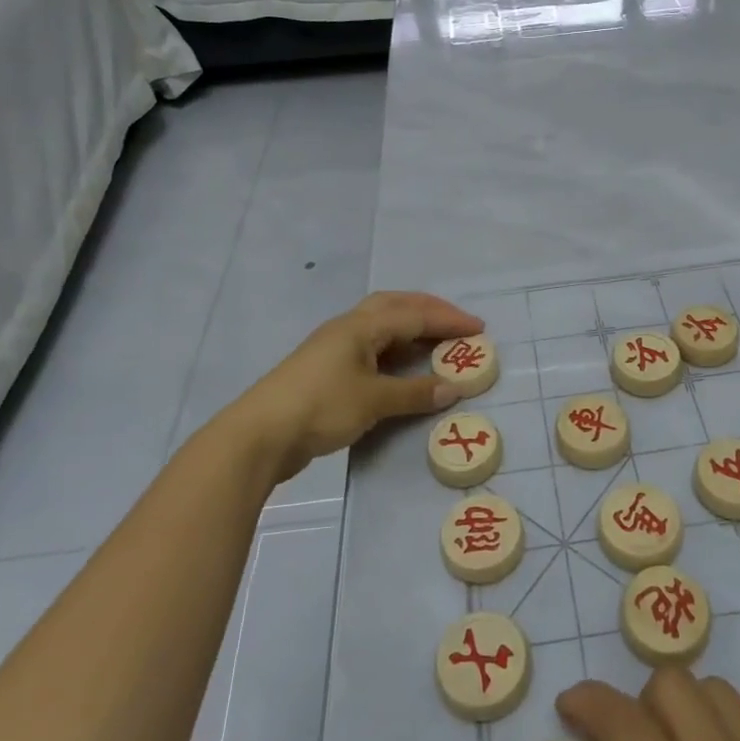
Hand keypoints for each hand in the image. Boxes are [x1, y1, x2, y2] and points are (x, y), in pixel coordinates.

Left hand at [233, 291, 482, 481]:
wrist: (260, 435)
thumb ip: (414, 393)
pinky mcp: (326, 370)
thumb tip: (453, 388)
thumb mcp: (373, 400)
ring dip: (411, 327)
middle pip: (395, 305)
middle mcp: (348, 328)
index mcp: (361, 326)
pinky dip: (395, 349)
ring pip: (380, 324)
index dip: (448, 320)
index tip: (479, 329)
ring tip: (436, 340)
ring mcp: (333, 348)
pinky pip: (371, 346)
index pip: (414, 314)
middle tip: (457, 324)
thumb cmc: (321, 407)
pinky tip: (402, 366)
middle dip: (429, 310)